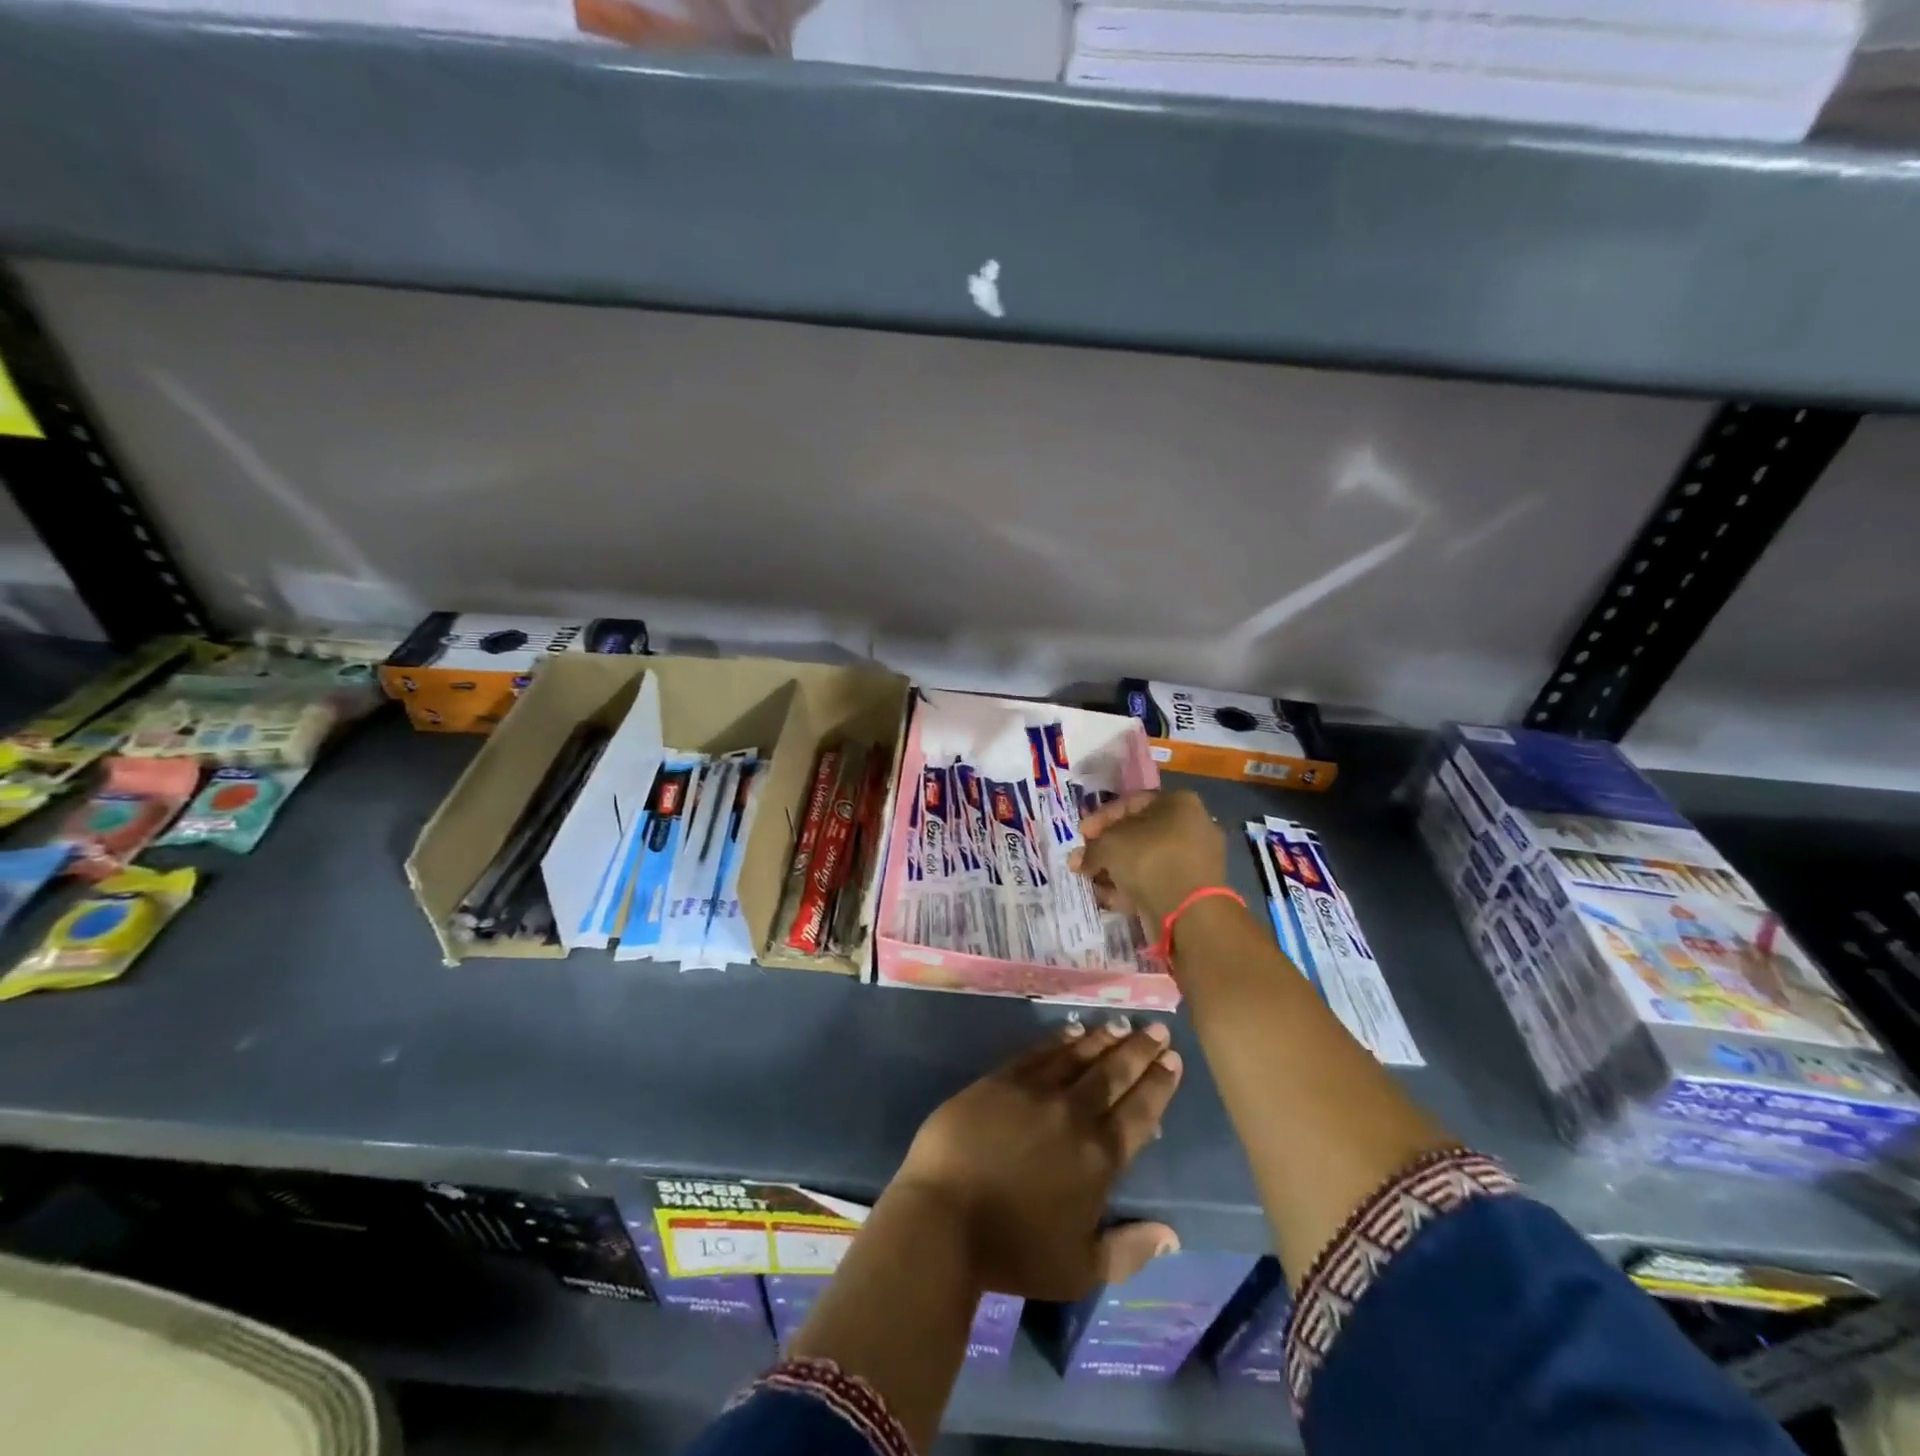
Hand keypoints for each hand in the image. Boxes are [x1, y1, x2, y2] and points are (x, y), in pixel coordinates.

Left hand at [891, 1020, 1184, 1300]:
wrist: (944, 1218)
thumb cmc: (1014, 1250)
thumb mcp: (1081, 1268)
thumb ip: (1130, 1250)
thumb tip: (1171, 1235)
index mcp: (1099, 1157)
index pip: (1139, 1112)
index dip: (1158, 1084)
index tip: (1172, 1059)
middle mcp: (1073, 1114)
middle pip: (1113, 1073)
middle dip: (1138, 1050)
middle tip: (1156, 1028)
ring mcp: (1034, 1091)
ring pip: (1078, 1055)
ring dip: (1103, 1039)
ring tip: (1120, 1025)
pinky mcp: (1000, 1080)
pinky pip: (1038, 1051)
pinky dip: (1059, 1039)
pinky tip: (1072, 1030)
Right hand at [1070, 790, 1227, 927]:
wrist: (1189, 912)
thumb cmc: (1149, 860)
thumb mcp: (1108, 844)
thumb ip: (1091, 848)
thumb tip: (1080, 860)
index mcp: (1179, 803)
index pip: (1131, 803)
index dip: (1101, 818)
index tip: (1081, 834)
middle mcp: (1192, 827)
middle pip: (1138, 834)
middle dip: (1106, 848)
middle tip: (1083, 860)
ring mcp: (1195, 860)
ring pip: (1146, 861)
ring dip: (1115, 870)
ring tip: (1090, 882)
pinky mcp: (1192, 890)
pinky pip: (1155, 882)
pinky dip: (1131, 888)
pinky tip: (1108, 898)